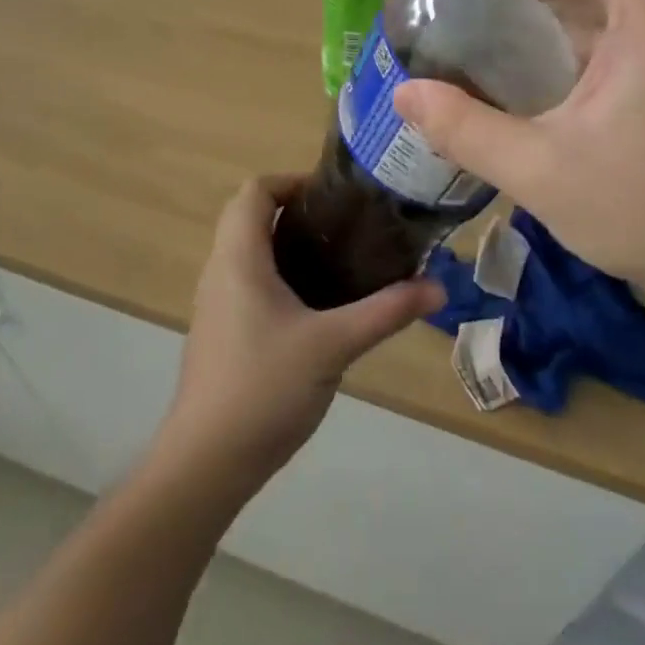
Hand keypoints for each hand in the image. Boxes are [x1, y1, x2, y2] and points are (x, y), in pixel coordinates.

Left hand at [158, 176, 444, 489]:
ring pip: (250, 251)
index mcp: (240, 258)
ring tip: (340, 259)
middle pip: (251, 216)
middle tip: (345, 227)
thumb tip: (438, 288)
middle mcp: (221, 271)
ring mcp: (217, 303)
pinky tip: (317, 306)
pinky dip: (280, 274)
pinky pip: (249, 281)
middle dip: (296, 211)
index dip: (291, 181)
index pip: (254, 190)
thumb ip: (386, 312)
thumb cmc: (264, 388)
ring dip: (288, 243)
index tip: (334, 197)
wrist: (206, 462)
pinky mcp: (221, 331)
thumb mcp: (334, 345)